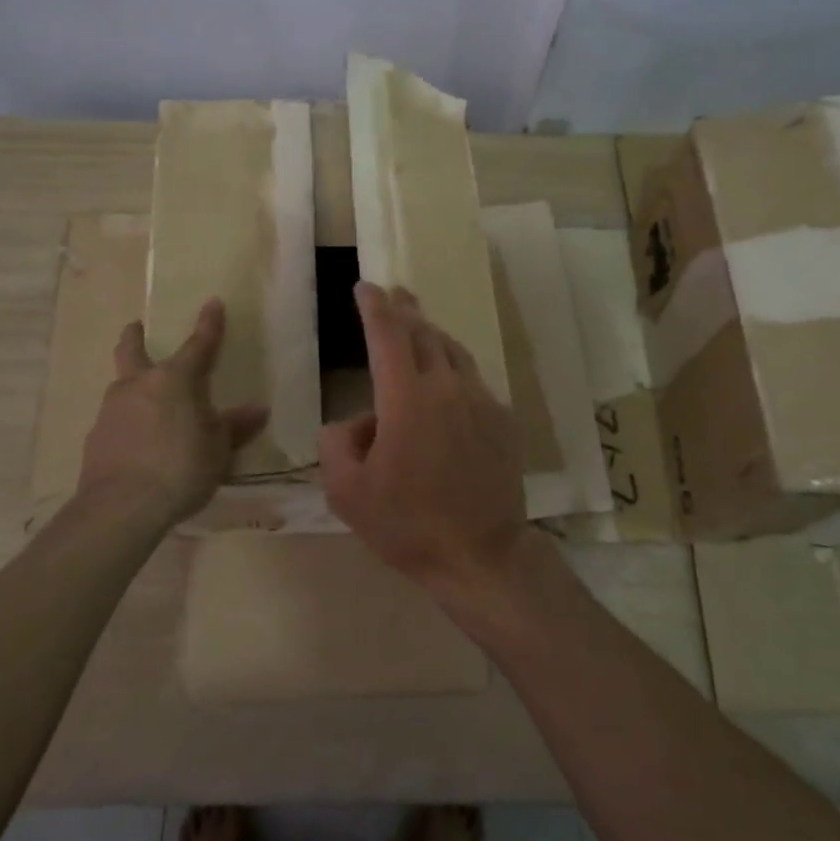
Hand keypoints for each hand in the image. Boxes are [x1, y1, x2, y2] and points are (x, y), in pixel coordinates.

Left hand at [76, 298, 269, 528]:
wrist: (122, 507)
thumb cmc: (181, 469)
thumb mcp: (218, 449)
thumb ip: (234, 426)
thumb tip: (258, 410)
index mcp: (175, 380)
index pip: (197, 345)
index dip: (208, 325)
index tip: (212, 302)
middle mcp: (139, 384)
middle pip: (132, 350)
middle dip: (135, 335)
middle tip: (136, 327)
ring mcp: (111, 409)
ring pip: (121, 384)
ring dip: (132, 383)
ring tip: (146, 401)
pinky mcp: (95, 437)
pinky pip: (114, 419)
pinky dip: (126, 421)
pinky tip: (135, 441)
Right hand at [318, 282, 527, 597]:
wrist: (482, 554)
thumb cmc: (408, 525)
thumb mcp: (347, 492)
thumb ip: (337, 444)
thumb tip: (354, 423)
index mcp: (406, 398)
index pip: (387, 335)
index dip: (374, 306)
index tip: (365, 286)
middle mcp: (447, 388)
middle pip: (424, 334)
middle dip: (405, 310)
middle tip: (393, 293)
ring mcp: (481, 401)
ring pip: (453, 352)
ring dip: (432, 334)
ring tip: (418, 327)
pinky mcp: (503, 420)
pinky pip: (473, 380)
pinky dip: (454, 369)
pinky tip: (448, 381)